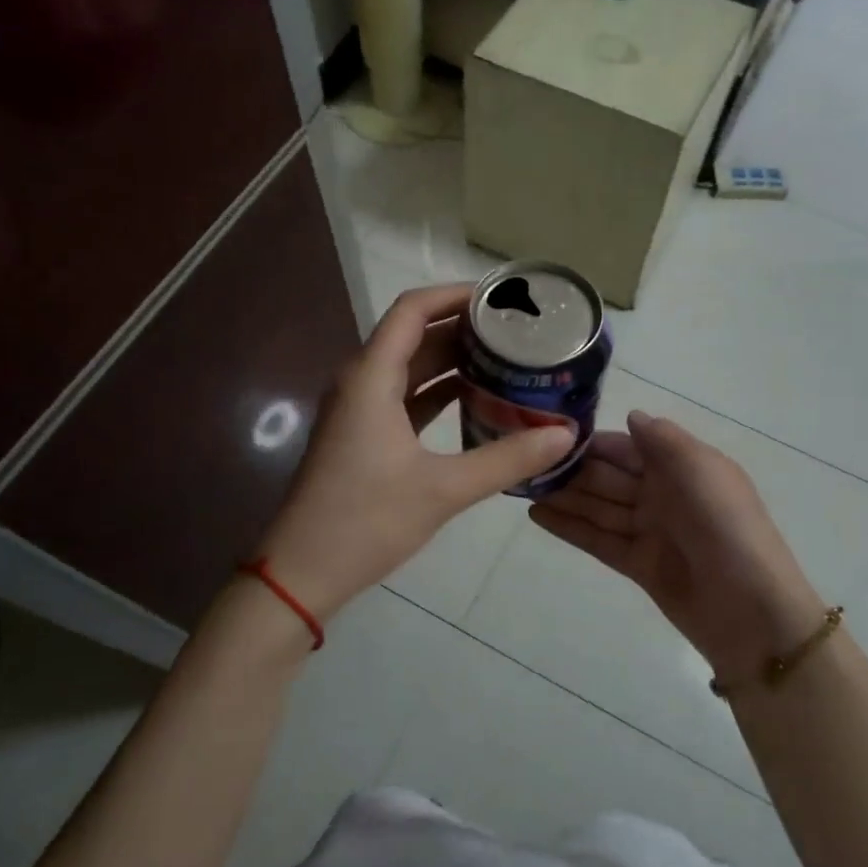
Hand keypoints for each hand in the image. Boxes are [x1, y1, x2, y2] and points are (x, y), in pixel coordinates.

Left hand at [255, 285, 575, 619]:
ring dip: (454, 361)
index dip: (456, 295)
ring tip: (507, 360)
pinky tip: (477, 402)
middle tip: (518, 332)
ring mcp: (359, 409)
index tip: (502, 299)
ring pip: (411, 368)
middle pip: (415, 335)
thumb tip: (565, 435)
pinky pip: (405, 397)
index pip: (413, 309)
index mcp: (371, 377)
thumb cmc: (365, 521)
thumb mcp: (443, 489)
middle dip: (465, 329)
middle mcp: (361, 382)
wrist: (302, 572)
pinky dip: (439, 393)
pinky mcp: (362, 435)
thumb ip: (507, 458)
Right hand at [530, 410, 830, 683]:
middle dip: (569, 469)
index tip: (548, 433)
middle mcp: (662, 495)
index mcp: (681, 467)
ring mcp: (649, 531)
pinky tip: (536, 515)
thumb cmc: (727, 528)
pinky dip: (569, 528)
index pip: (626, 446)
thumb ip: (663, 440)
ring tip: (519, 485)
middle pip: (607, 477)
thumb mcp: (701, 470)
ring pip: (598, 507)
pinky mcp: (638, 565)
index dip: (591, 442)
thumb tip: (631, 415)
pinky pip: (597, 540)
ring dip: (562, 496)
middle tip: (521, 461)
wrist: (751, 611)